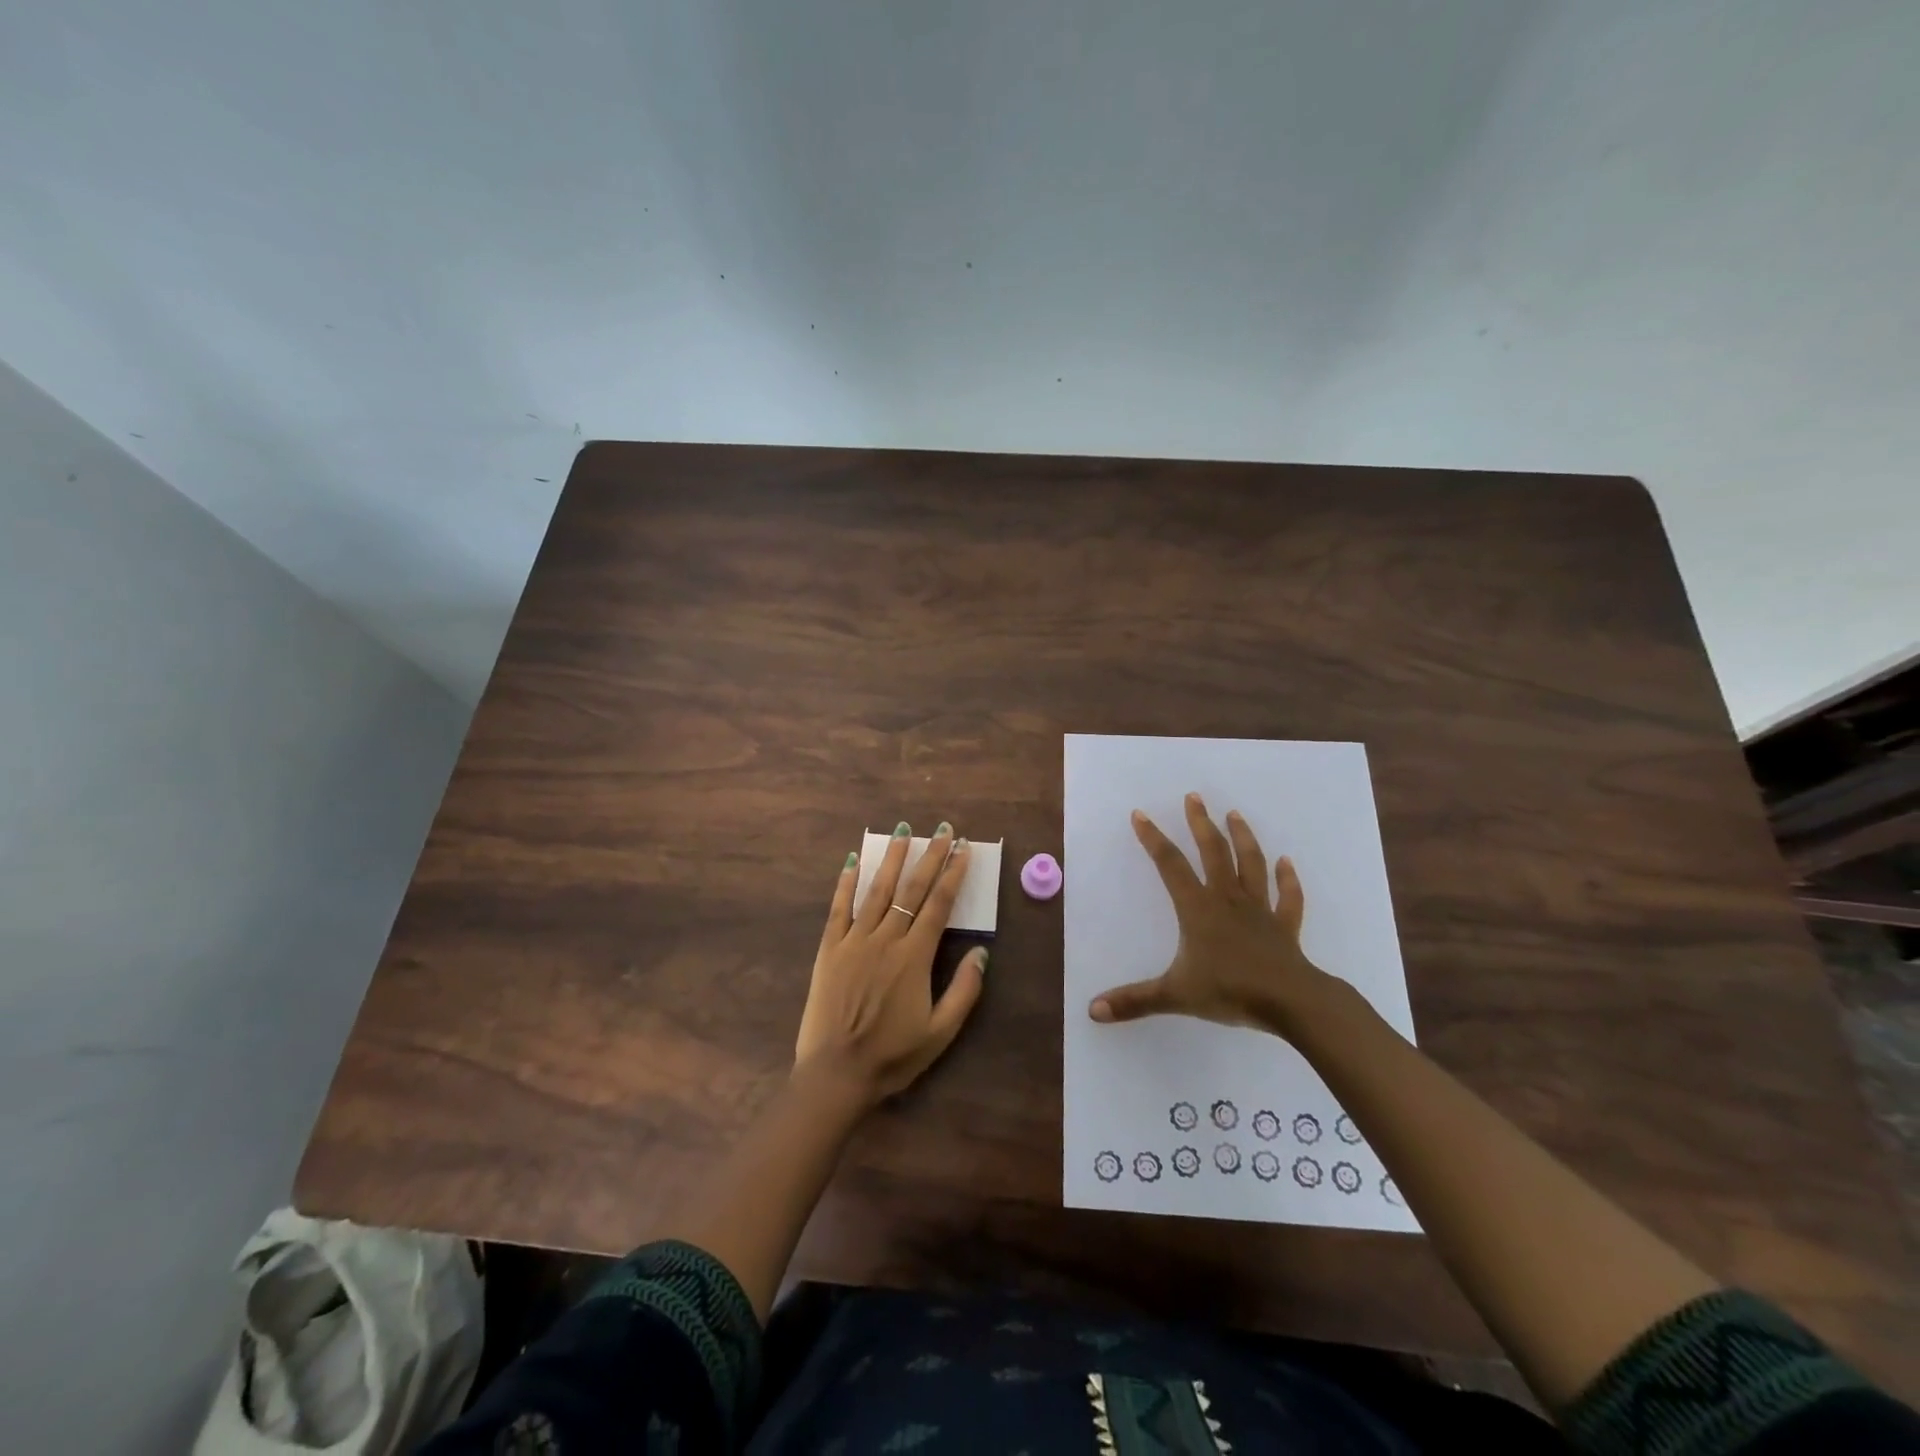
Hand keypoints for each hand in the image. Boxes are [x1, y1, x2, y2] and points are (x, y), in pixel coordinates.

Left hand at [796, 821, 987, 1103]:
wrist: (836, 1075)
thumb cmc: (893, 1056)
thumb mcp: (941, 1033)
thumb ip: (964, 991)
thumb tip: (982, 952)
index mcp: (914, 958)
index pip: (939, 905)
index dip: (952, 874)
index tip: (963, 849)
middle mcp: (885, 940)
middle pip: (911, 890)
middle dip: (929, 857)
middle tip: (941, 830)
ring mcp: (854, 941)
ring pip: (877, 891)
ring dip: (892, 860)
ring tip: (902, 832)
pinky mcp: (829, 950)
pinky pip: (838, 909)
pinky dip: (846, 884)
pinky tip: (853, 862)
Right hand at [1088, 793, 1326, 1032]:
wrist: (1291, 1002)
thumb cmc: (1230, 992)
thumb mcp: (1175, 995)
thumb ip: (1134, 1001)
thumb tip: (1092, 1011)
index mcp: (1198, 909)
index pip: (1170, 865)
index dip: (1153, 839)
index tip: (1140, 815)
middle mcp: (1227, 899)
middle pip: (1213, 852)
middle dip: (1201, 823)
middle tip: (1194, 797)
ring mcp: (1260, 910)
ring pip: (1251, 864)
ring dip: (1243, 838)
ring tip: (1235, 814)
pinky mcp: (1285, 926)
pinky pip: (1288, 897)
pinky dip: (1288, 879)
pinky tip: (1286, 863)